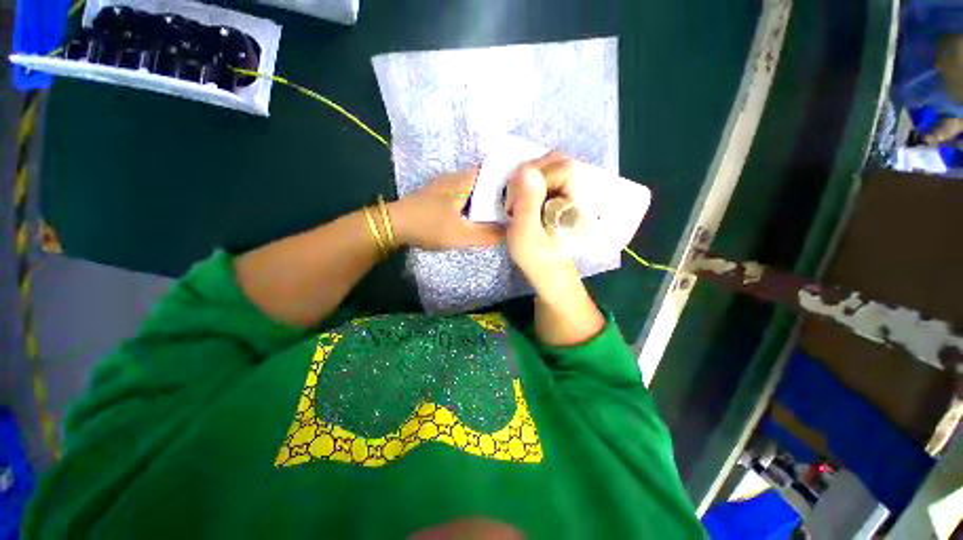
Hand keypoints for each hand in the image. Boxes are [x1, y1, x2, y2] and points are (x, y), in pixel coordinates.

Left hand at [389, 169, 504, 250]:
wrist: (393, 225)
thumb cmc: (428, 226)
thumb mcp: (461, 235)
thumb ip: (487, 234)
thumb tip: (509, 232)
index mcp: (463, 181)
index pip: (492, 169)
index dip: (508, 176)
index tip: (522, 188)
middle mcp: (455, 178)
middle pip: (483, 180)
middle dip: (498, 191)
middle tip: (513, 205)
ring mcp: (444, 186)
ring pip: (472, 188)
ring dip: (484, 198)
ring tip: (499, 211)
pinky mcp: (437, 195)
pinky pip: (462, 195)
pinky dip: (472, 203)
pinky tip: (475, 215)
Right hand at [504, 152, 578, 291]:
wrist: (549, 272)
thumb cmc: (538, 258)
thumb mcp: (525, 235)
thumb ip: (526, 203)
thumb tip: (526, 170)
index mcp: (580, 202)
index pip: (563, 167)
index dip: (535, 177)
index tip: (516, 202)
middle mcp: (581, 192)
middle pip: (557, 161)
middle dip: (529, 176)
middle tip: (515, 202)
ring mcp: (572, 192)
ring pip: (550, 167)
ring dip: (528, 180)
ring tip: (518, 202)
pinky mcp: (562, 195)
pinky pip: (546, 177)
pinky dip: (530, 184)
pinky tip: (523, 202)